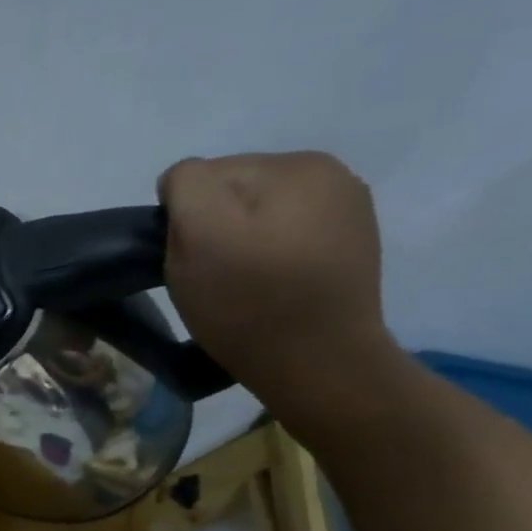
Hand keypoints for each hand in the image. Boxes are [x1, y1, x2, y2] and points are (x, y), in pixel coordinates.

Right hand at [158, 151, 402, 414]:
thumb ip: (186, 184)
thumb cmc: (249, 300)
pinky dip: (267, 261)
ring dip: (239, 245)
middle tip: (215, 276)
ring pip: (257, 218)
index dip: (184, 219)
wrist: (320, 366)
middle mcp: (332, 176)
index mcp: (297, 164)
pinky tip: (270, 289)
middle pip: (233, 193)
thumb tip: (184, 183)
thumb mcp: (198, 231)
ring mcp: (346, 214)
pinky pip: (283, 241)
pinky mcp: (347, 251)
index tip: (194, 259)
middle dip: (214, 228)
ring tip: (242, 286)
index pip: (205, 175)